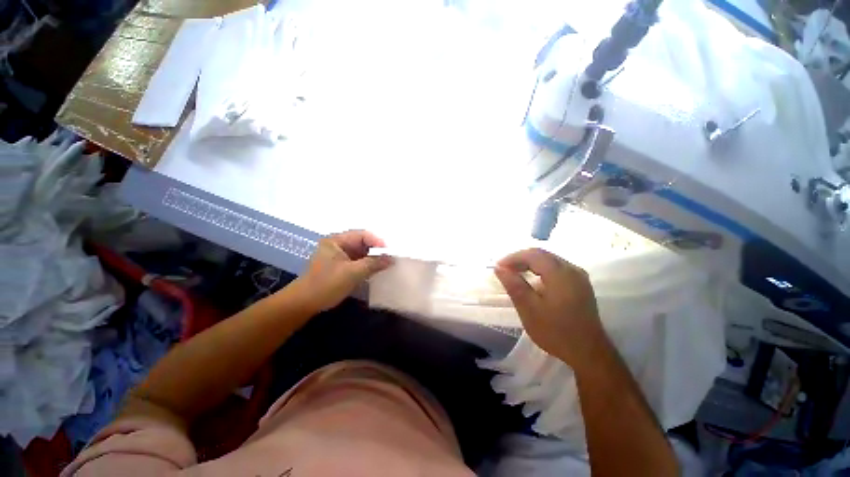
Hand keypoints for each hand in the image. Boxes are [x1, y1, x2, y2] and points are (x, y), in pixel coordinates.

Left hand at [294, 230, 392, 311]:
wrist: (304, 303)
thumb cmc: (327, 284)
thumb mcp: (353, 273)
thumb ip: (373, 264)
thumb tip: (391, 259)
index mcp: (336, 240)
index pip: (362, 235)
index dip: (378, 242)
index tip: (390, 253)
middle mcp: (337, 244)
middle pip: (362, 242)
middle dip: (376, 250)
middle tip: (390, 259)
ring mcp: (338, 255)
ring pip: (361, 252)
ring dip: (372, 258)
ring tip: (385, 264)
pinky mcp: (340, 265)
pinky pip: (357, 261)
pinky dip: (366, 264)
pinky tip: (375, 270)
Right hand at [494, 248, 608, 370]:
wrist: (589, 353)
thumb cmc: (556, 332)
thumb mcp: (529, 309)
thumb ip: (514, 285)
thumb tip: (499, 268)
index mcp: (560, 273)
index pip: (532, 254)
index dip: (513, 257)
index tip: (498, 267)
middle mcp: (571, 269)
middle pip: (542, 254)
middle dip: (520, 259)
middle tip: (504, 269)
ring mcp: (578, 276)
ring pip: (549, 260)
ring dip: (530, 263)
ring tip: (515, 273)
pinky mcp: (580, 284)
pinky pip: (556, 267)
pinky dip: (540, 269)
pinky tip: (533, 279)